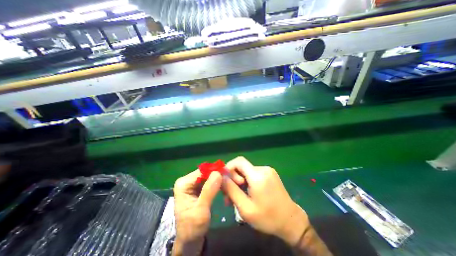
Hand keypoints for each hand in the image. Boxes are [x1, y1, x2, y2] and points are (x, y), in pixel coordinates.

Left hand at [173, 169, 222, 254]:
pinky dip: (217, 183)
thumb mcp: (201, 211)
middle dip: (218, 175)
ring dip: (219, 179)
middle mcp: (187, 180)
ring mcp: (192, 184)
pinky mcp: (197, 188)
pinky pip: (209, 181)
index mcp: (184, 184)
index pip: (202, 171)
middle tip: (231, 178)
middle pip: (206, 172)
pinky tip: (224, 186)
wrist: (189, 241)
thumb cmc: (193, 228)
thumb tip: (218, 173)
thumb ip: (209, 191)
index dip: (215, 171)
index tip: (228, 173)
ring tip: (228, 182)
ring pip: (208, 176)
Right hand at [219, 157, 307, 244]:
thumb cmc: (268, 218)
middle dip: (233, 178)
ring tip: (238, 197)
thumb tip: (221, 177)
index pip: (239, 161)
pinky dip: (247, 181)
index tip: (225, 182)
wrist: (291, 221)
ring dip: (239, 181)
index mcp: (258, 176)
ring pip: (246, 171)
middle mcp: (263, 169)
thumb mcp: (245, 208)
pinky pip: (253, 174)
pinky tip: (247, 193)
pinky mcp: (270, 173)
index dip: (229, 167)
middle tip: (229, 195)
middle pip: (242, 166)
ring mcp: (268, 170)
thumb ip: (231, 190)